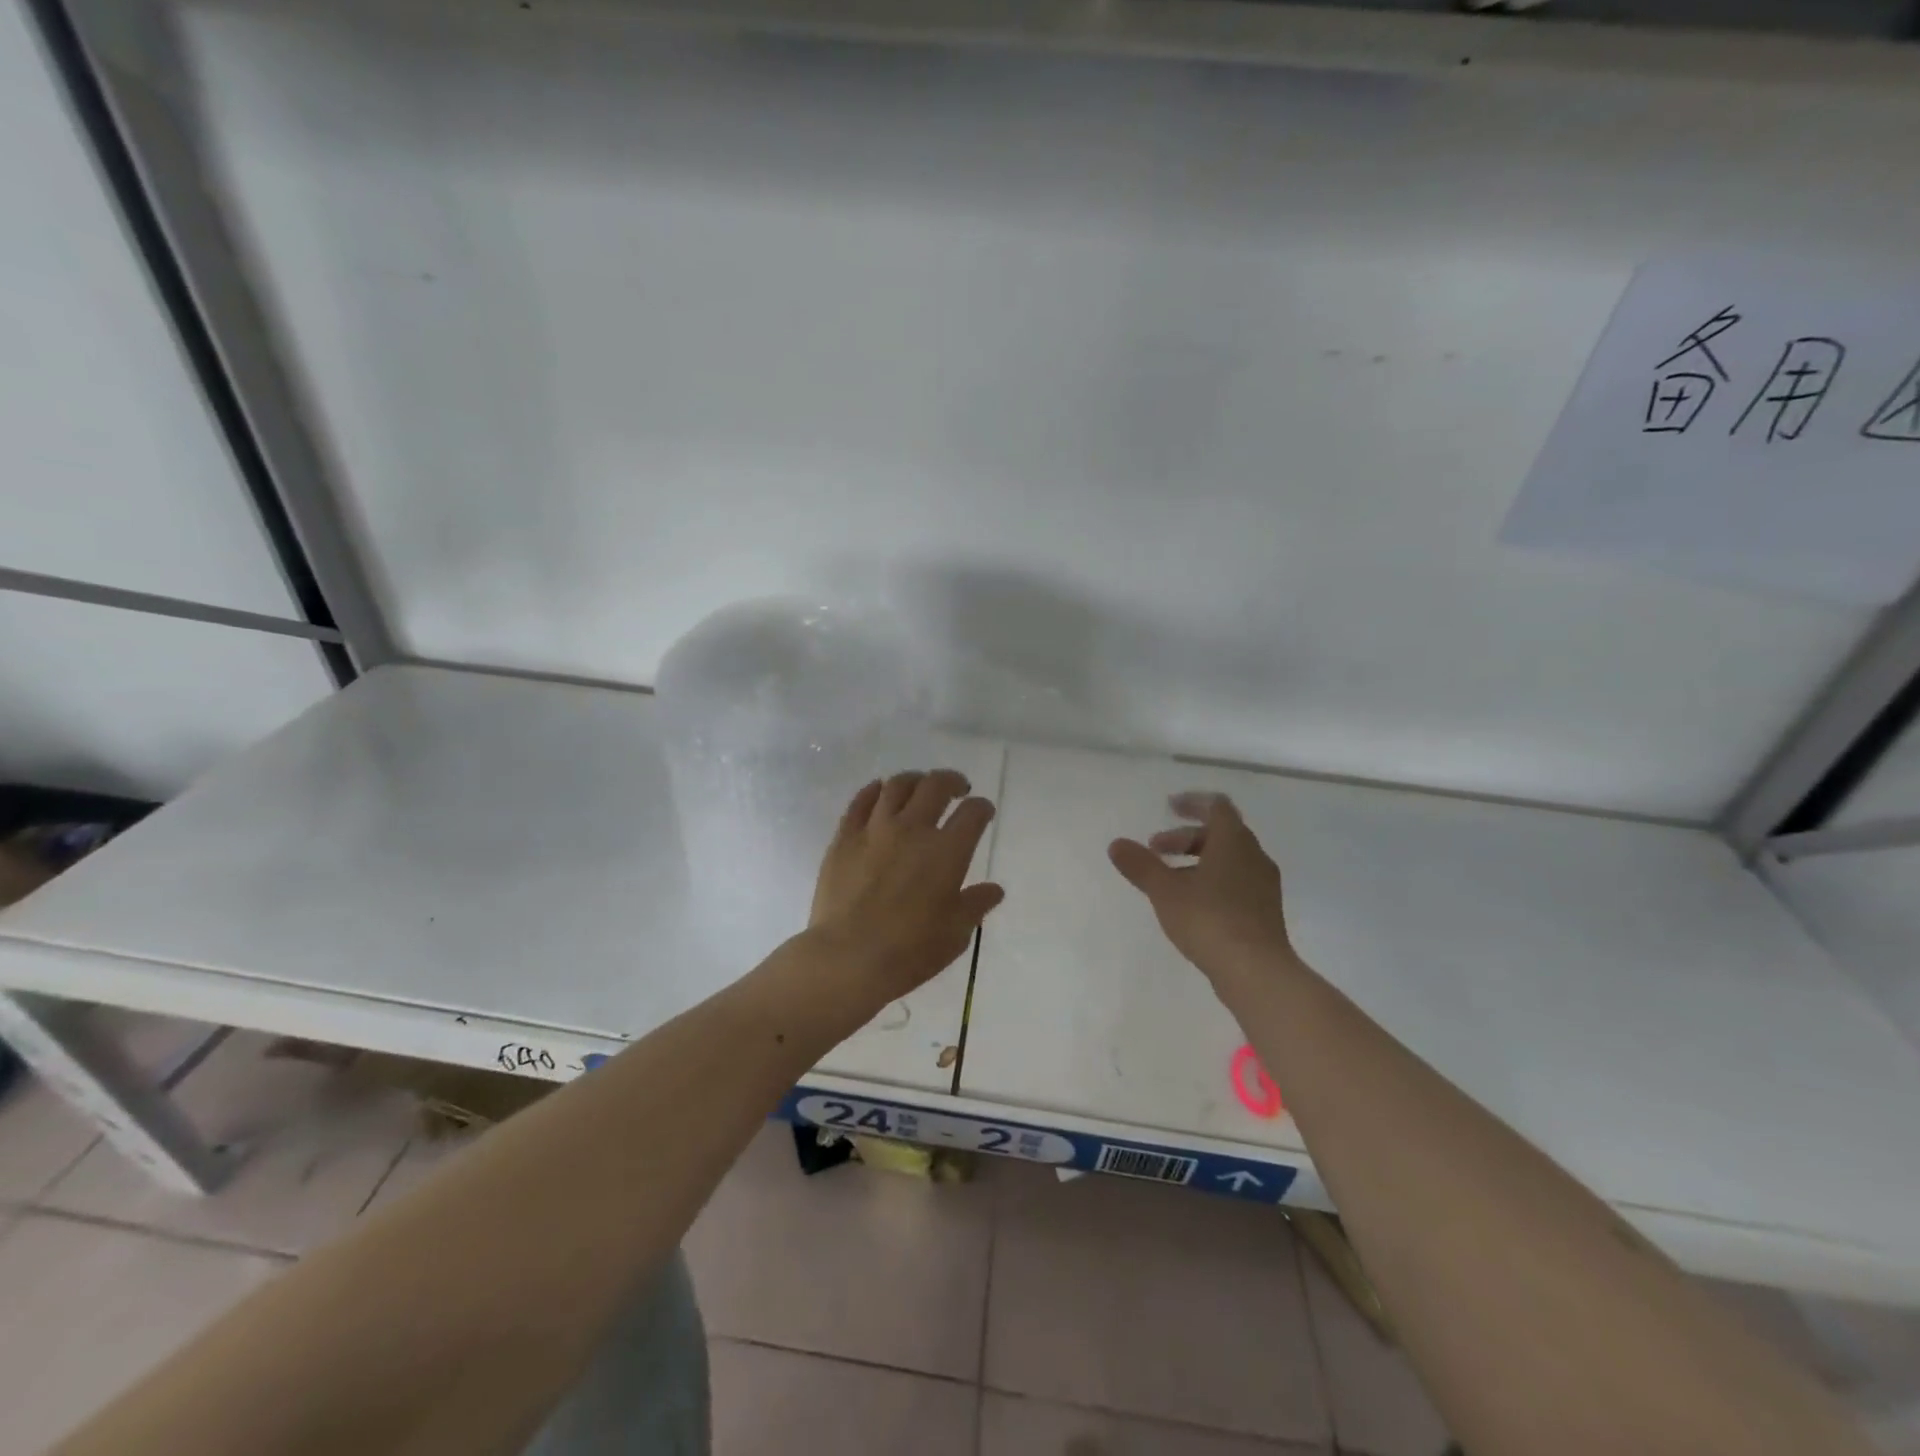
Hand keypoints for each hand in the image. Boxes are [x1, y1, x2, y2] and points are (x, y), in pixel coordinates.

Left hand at [809, 770, 1005, 1002]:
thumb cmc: (909, 950)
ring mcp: (875, 829)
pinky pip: (860, 801)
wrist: (848, 957)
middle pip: (936, 786)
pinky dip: (874, 790)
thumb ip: (975, 905)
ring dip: (915, 780)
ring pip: (897, 785)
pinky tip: (880, 791)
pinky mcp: (844, 837)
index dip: (982, 807)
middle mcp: (913, 829)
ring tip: (920, 786)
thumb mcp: (955, 933)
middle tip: (957, 789)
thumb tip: (994, 889)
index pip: (973, 813)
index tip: (983, 811)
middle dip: (952, 781)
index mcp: (947, 851)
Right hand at [1108, 792, 1295, 990]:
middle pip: (1220, 833)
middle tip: (1155, 849)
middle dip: (1185, 837)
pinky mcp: (1265, 911)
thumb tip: (1116, 844)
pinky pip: (1236, 881)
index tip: (1169, 807)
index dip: (1192, 803)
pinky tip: (1191, 903)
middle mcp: (1254, 856)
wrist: (1256, 971)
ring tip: (1168, 879)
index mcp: (1233, 841)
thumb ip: (1140, 865)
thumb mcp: (1165, 890)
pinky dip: (1212, 880)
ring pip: (1229, 859)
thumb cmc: (1208, 919)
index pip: (1217, 806)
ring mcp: (1263, 885)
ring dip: (1197, 860)